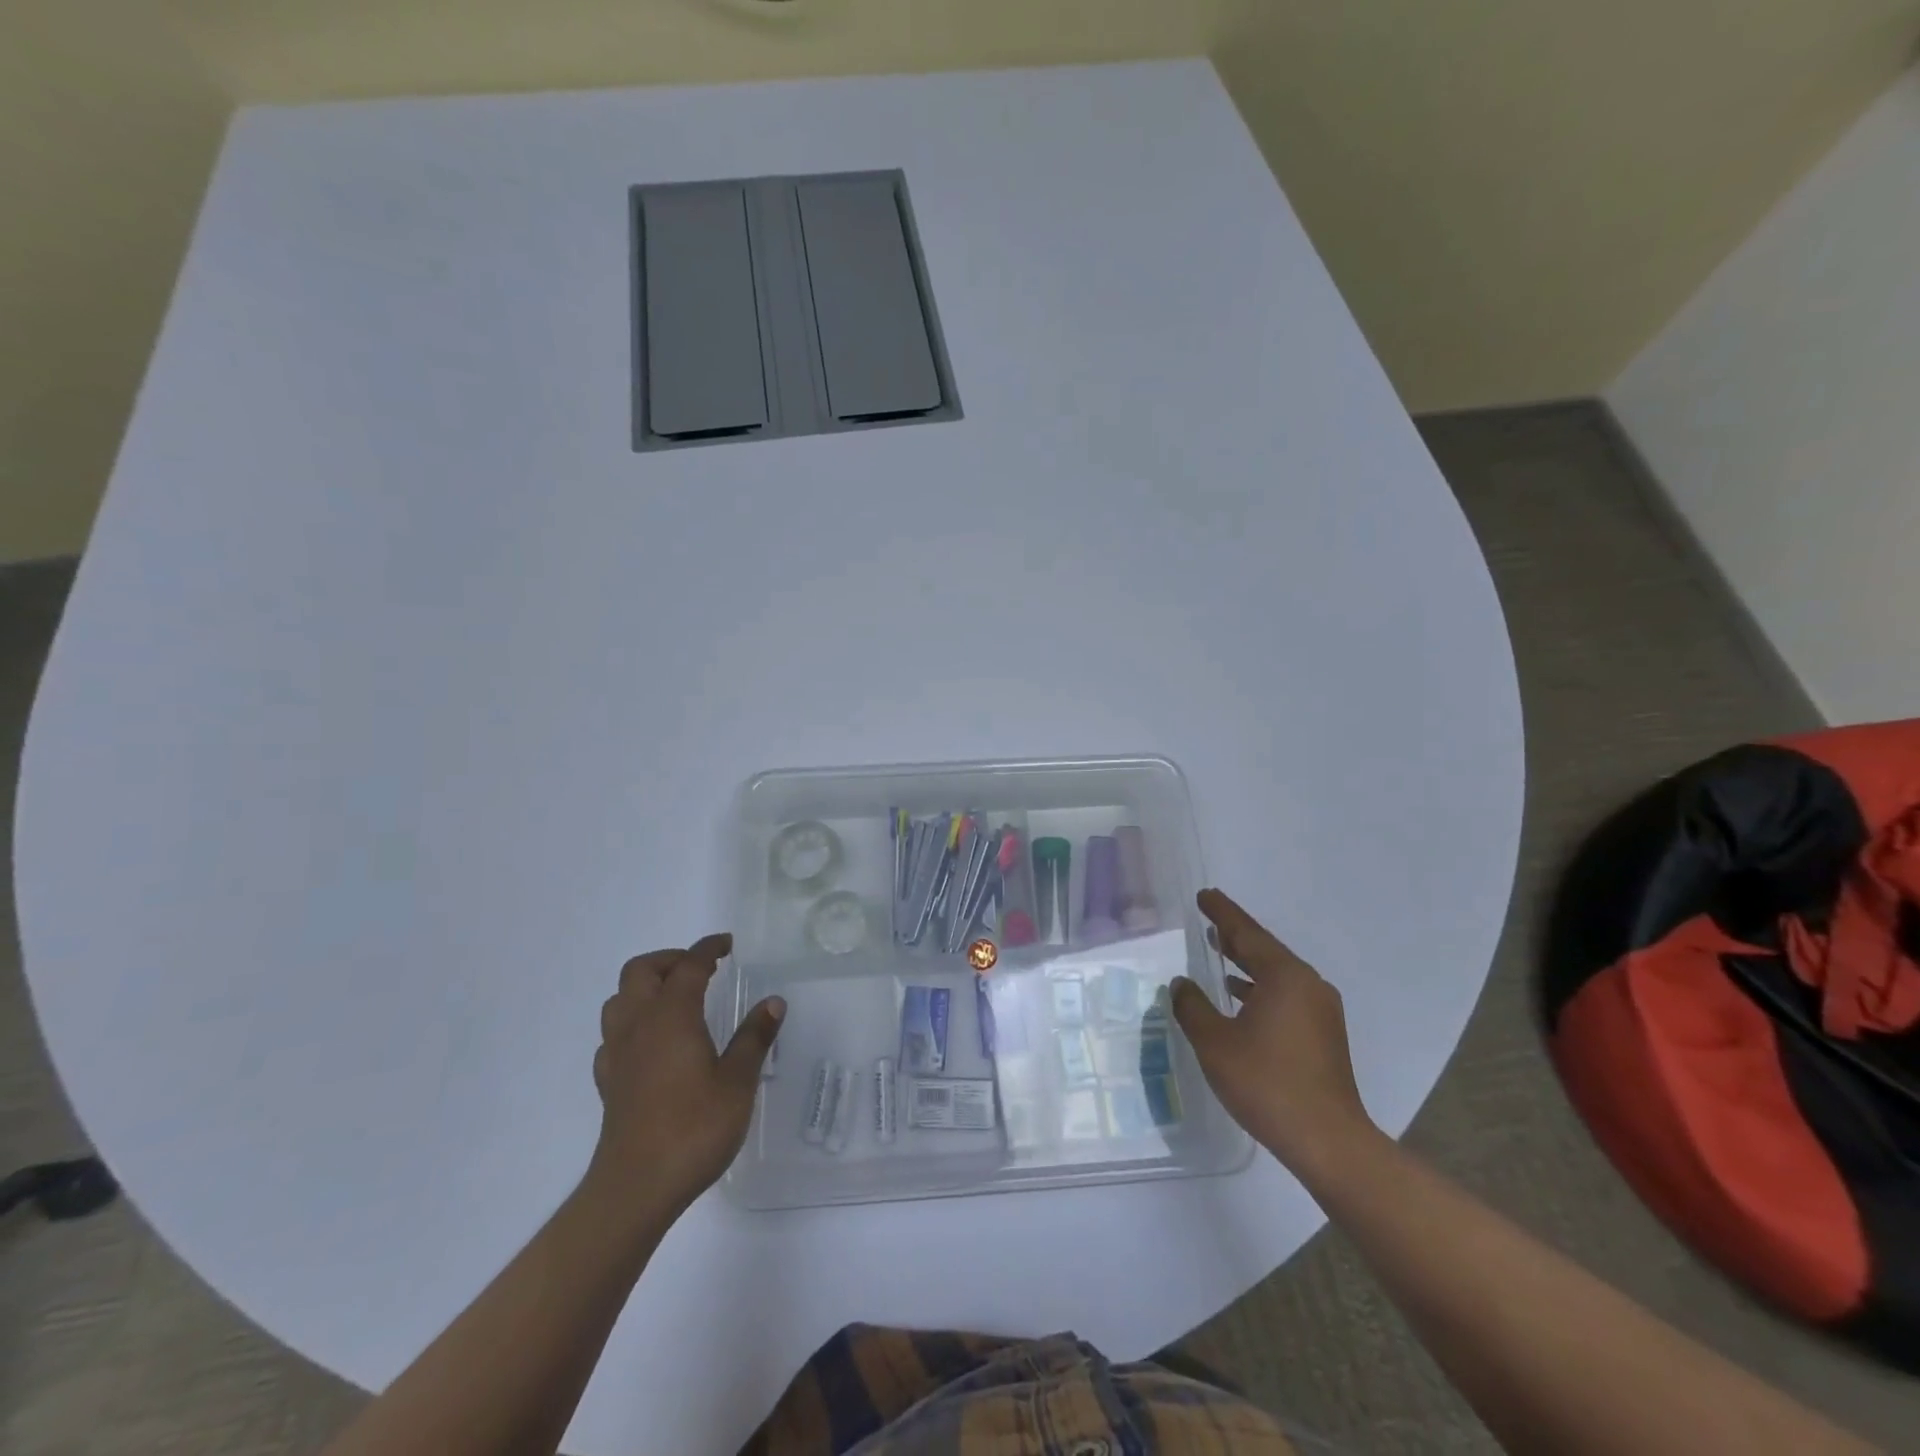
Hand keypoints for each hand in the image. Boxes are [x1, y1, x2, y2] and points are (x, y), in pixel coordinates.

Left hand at [584, 933, 783, 1220]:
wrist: (636, 1188)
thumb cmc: (693, 1128)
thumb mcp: (738, 1082)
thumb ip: (754, 1038)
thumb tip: (773, 1002)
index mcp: (672, 1016)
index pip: (688, 966)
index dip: (708, 948)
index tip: (727, 944)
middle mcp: (639, 1025)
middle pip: (640, 971)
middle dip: (670, 960)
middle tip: (700, 969)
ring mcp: (618, 1054)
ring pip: (619, 999)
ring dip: (645, 987)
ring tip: (675, 999)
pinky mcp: (609, 1082)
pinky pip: (613, 1036)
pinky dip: (632, 1024)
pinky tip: (652, 1043)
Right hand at [1171, 888, 1374, 1174]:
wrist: (1327, 1140)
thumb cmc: (1267, 1083)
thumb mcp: (1215, 1043)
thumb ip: (1192, 1007)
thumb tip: (1181, 984)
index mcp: (1284, 976)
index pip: (1247, 933)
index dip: (1222, 913)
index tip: (1204, 895)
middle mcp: (1307, 984)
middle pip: (1264, 949)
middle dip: (1235, 934)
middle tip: (1208, 918)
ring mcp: (1320, 1009)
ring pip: (1276, 973)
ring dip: (1246, 961)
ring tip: (1219, 950)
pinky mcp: (1323, 1033)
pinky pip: (1285, 994)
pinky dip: (1260, 987)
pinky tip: (1240, 996)